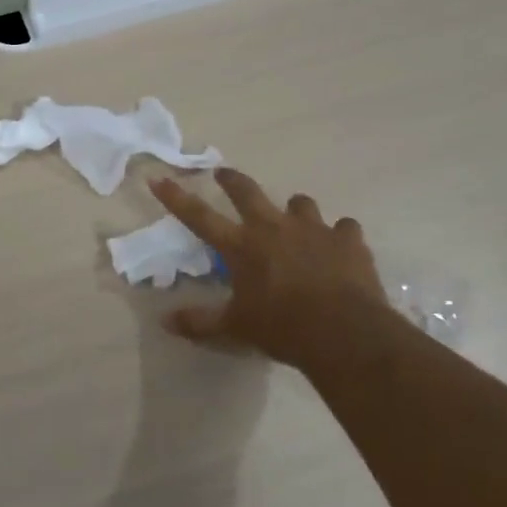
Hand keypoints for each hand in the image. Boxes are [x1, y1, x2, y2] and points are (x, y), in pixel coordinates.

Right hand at [149, 169, 392, 369]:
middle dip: (232, 180)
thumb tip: (165, 321)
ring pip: (299, 203)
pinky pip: (343, 227)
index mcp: (241, 246)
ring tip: (294, 218)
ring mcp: (313, 229)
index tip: (159, 179)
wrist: (344, 332)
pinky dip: (338, 235)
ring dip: (293, 209)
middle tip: (223, 173)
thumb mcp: (235, 329)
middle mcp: (273, 228)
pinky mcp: (347, 239)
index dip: (176, 197)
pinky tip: (339, 246)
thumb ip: (199, 322)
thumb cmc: (282, 328)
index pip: (199, 216)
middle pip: (247, 192)